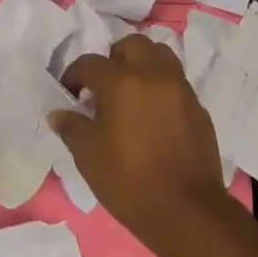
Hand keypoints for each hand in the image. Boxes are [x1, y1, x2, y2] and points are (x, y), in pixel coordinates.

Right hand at [50, 35, 233, 251]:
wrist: (185, 210)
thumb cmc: (128, 181)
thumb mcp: (88, 156)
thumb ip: (72, 127)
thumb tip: (59, 114)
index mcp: (122, 83)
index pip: (90, 63)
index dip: (73, 75)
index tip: (69, 93)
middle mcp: (154, 76)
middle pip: (132, 45)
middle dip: (113, 58)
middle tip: (103, 86)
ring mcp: (181, 90)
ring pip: (161, 56)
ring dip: (142, 65)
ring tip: (130, 93)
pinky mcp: (198, 108)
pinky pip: (176, 83)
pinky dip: (161, 87)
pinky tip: (152, 116)